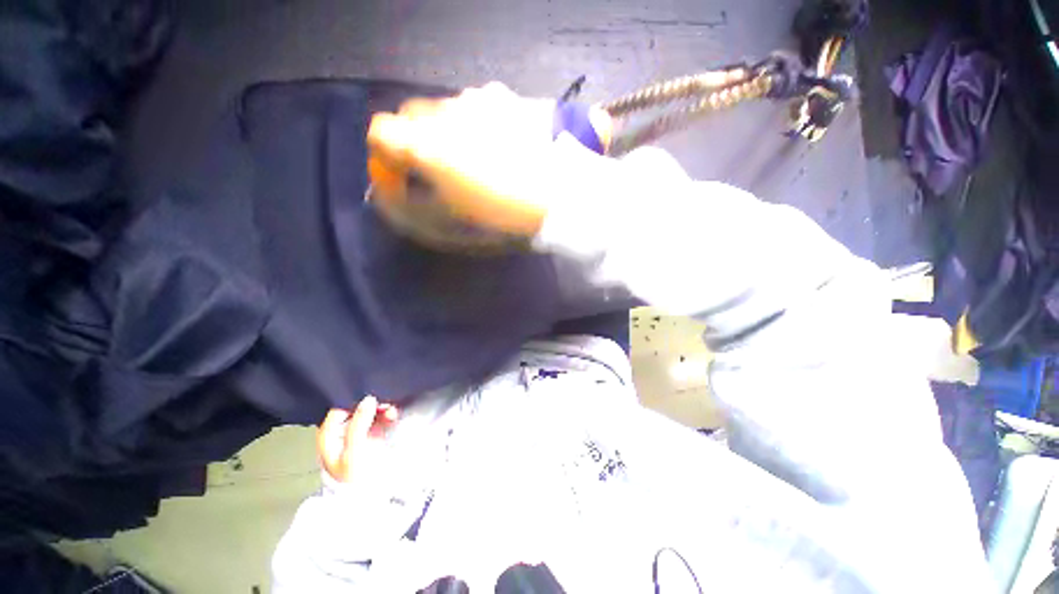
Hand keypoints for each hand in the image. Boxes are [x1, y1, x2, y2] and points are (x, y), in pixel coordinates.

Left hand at [317, 396, 399, 483]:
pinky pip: (380, 417)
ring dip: (383, 409)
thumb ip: (359, 423)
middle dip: (373, 404)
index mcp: (329, 434)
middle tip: (386, 404)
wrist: (369, 496)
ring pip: (371, 411)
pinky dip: (387, 415)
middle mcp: (342, 430)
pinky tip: (393, 417)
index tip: (373, 400)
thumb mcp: (354, 450)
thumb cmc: (355, 476)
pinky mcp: (372, 434)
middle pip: (357, 408)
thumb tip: (368, 399)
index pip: (341, 407)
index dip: (356, 401)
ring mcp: (358, 432)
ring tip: (392, 412)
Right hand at [367, 82, 610, 237]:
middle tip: (436, 171)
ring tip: (473, 161)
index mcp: (428, 143)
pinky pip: (476, 107)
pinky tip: (495, 146)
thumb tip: (390, 197)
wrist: (558, 196)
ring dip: (446, 133)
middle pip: (412, 116)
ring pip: (446, 110)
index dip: (385, 158)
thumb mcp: (451, 222)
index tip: (402, 179)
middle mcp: (447, 111)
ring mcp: (478, 99)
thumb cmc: (502, 216)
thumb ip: (412, 209)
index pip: (381, 133)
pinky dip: (474, 125)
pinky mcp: (505, 98)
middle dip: (414, 143)